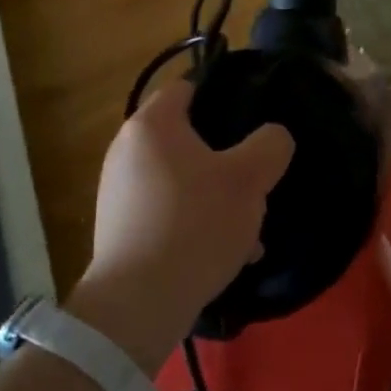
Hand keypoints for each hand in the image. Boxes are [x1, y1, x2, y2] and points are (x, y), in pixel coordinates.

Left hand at [69, 82, 293, 373]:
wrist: (139, 303)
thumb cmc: (196, 224)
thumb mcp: (249, 178)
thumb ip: (270, 145)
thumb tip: (272, 137)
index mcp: (151, 125)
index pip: (189, 87)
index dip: (224, 96)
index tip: (254, 120)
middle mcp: (126, 151)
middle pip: (189, 139)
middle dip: (227, 160)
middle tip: (257, 181)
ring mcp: (119, 193)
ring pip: (184, 181)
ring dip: (217, 198)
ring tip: (249, 229)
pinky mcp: (121, 230)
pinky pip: (169, 213)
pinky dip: (196, 224)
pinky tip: (226, 254)